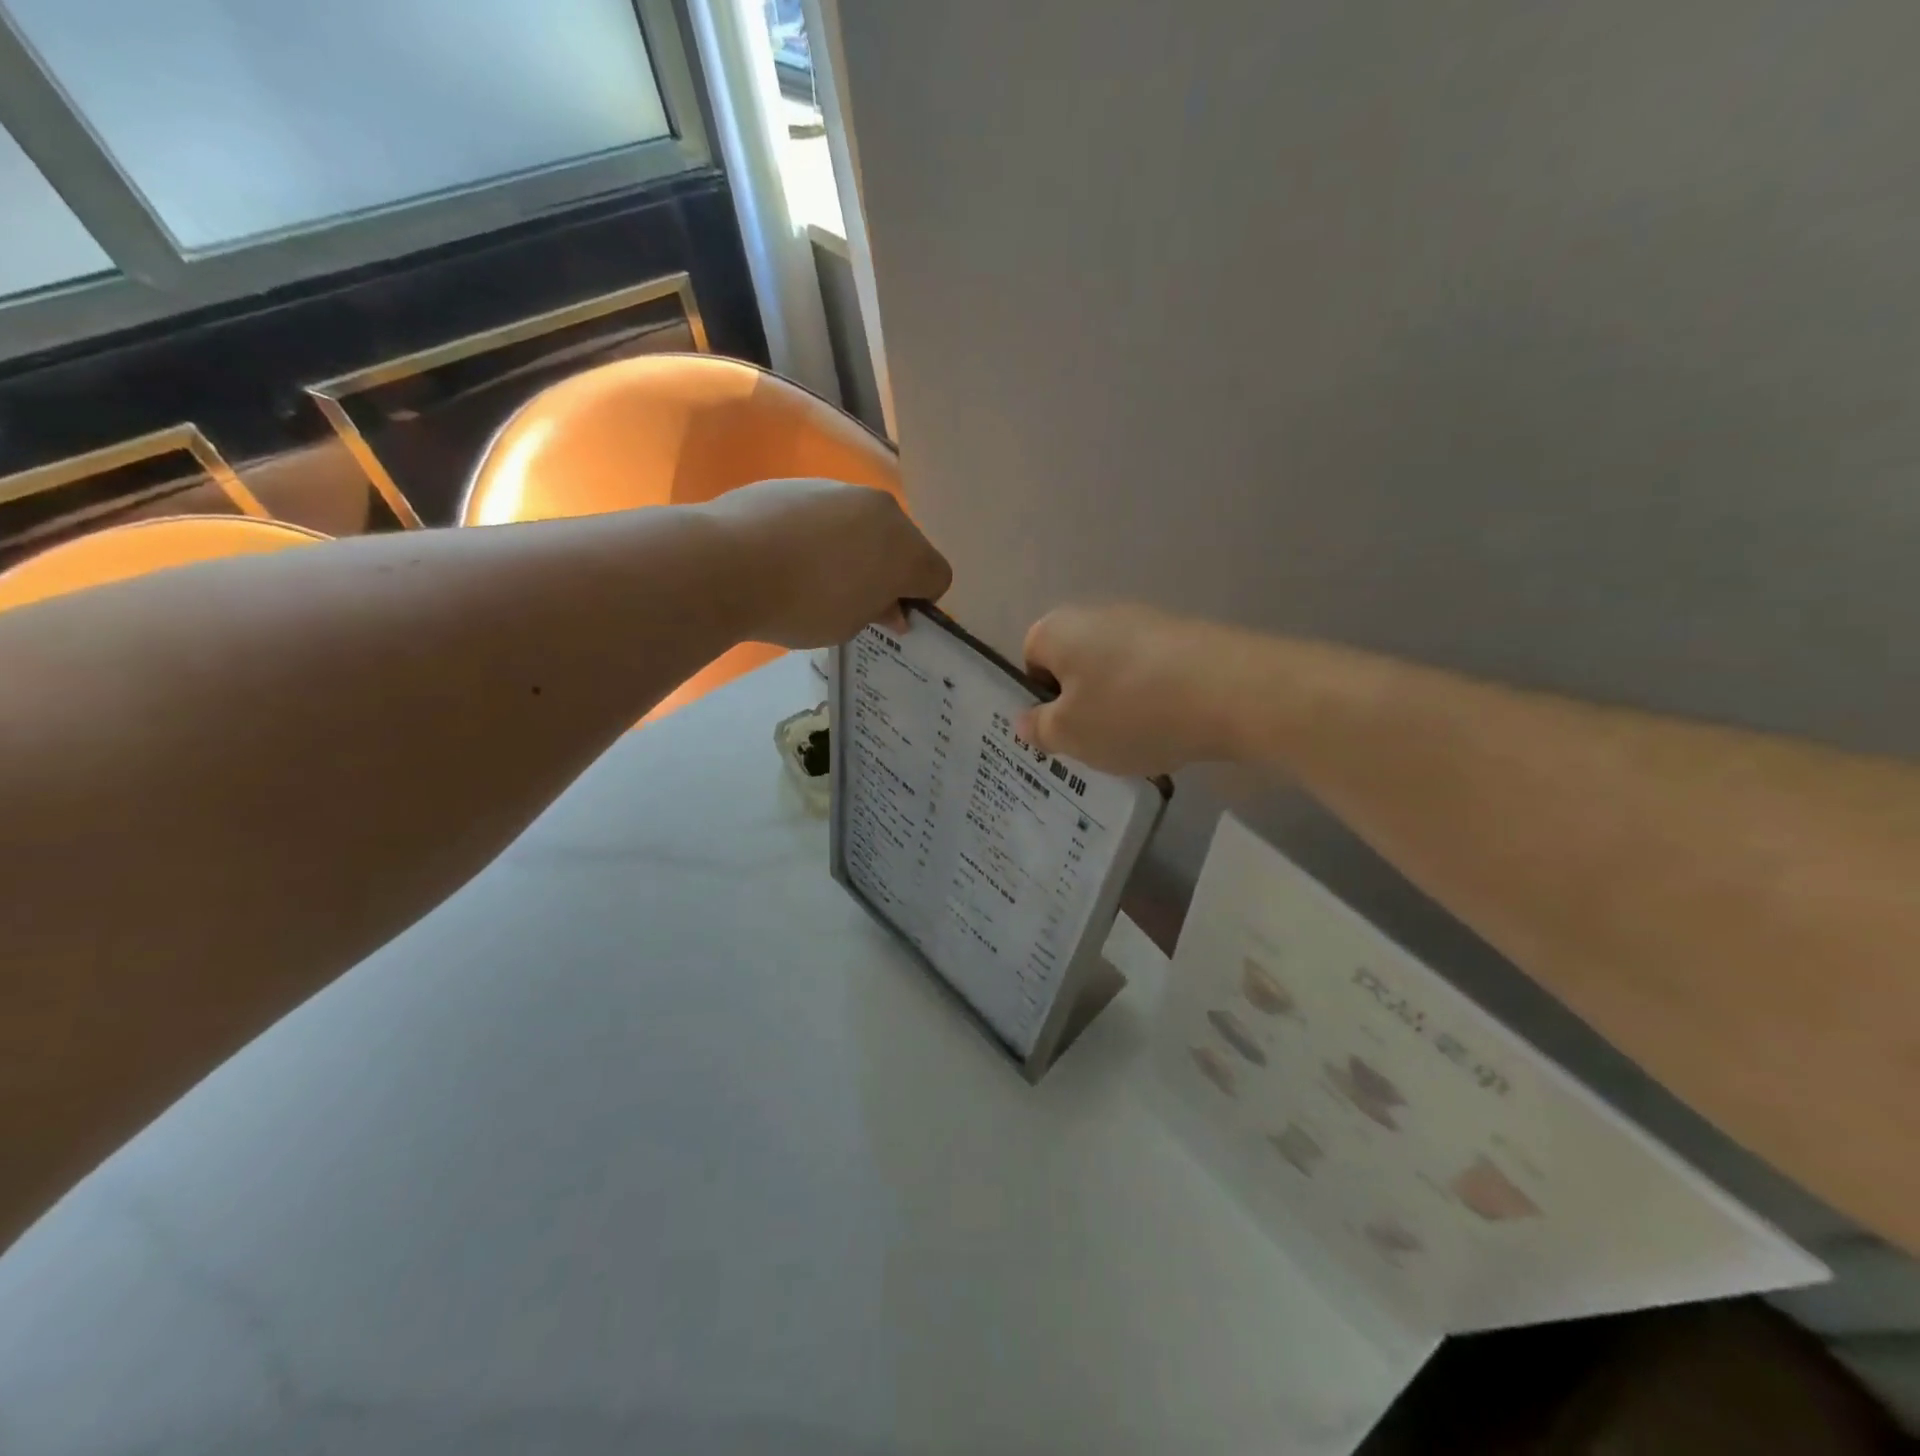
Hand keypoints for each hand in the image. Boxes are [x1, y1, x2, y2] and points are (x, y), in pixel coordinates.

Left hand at [703, 479, 951, 647]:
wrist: (727, 563)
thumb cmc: (801, 606)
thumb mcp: (849, 625)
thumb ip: (879, 612)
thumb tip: (891, 607)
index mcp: (904, 548)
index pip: (936, 576)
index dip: (919, 600)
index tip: (890, 618)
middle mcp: (881, 509)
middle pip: (903, 544)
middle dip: (889, 570)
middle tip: (855, 600)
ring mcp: (841, 490)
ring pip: (865, 525)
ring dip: (856, 549)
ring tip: (814, 577)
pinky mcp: (802, 483)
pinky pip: (828, 514)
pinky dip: (821, 533)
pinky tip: (788, 555)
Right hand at [1017, 604, 1234, 774]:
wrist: (1231, 692)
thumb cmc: (1130, 711)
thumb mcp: (1070, 734)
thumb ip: (1040, 729)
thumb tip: (1026, 721)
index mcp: (1057, 630)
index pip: (1031, 660)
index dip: (1042, 699)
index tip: (1062, 731)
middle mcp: (1097, 614)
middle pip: (1076, 666)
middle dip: (1083, 705)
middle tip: (1096, 743)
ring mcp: (1146, 622)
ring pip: (1116, 673)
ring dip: (1120, 706)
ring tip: (1139, 742)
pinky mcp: (1186, 637)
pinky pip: (1154, 675)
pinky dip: (1156, 701)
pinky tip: (1172, 729)